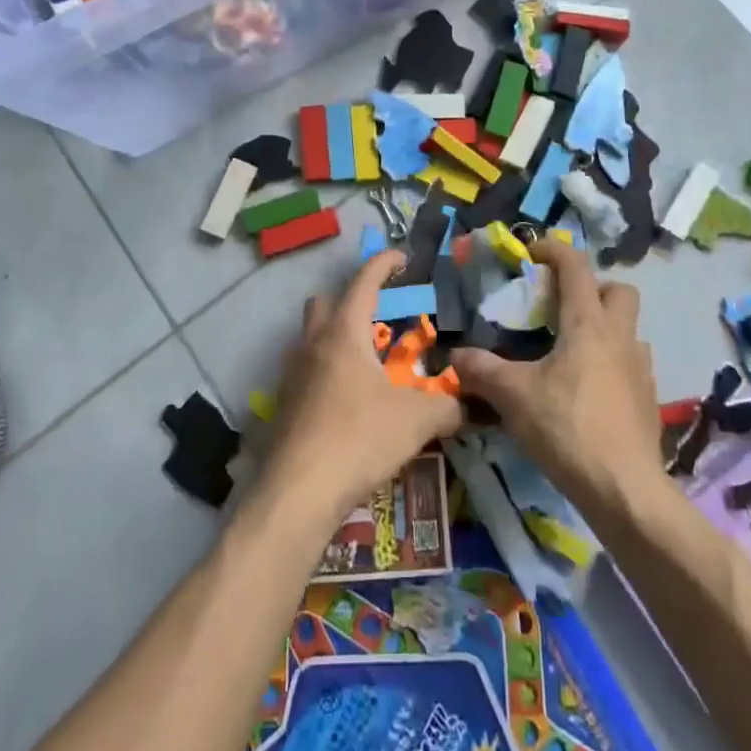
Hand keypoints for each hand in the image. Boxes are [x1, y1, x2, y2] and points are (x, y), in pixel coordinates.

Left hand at [261, 250, 463, 522]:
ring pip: (312, 337)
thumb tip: (467, 404)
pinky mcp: (284, 403)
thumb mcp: (417, 421)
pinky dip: (326, 372)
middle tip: (379, 319)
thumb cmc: (359, 438)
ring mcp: (292, 373)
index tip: (402, 258)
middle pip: (325, 302)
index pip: (365, 280)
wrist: (298, 493)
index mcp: (344, 331)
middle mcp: (313, 342)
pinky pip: (306, 371)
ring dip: (336, 338)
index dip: (384, 263)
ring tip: (368, 363)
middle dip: (350, 300)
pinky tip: (348, 401)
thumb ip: (447, 406)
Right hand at [450, 238, 661, 514]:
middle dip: (592, 288)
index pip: (576, 265)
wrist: (625, 490)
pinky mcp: (648, 399)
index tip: (530, 254)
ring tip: (572, 352)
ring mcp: (640, 368)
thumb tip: (454, 356)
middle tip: (561, 307)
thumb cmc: (567, 428)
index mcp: (588, 323)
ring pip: (628, 328)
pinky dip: (611, 363)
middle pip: (618, 290)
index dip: (552, 250)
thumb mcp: (513, 396)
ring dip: (604, 328)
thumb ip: (481, 370)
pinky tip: (588, 390)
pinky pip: (631, 364)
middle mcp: (619, 336)